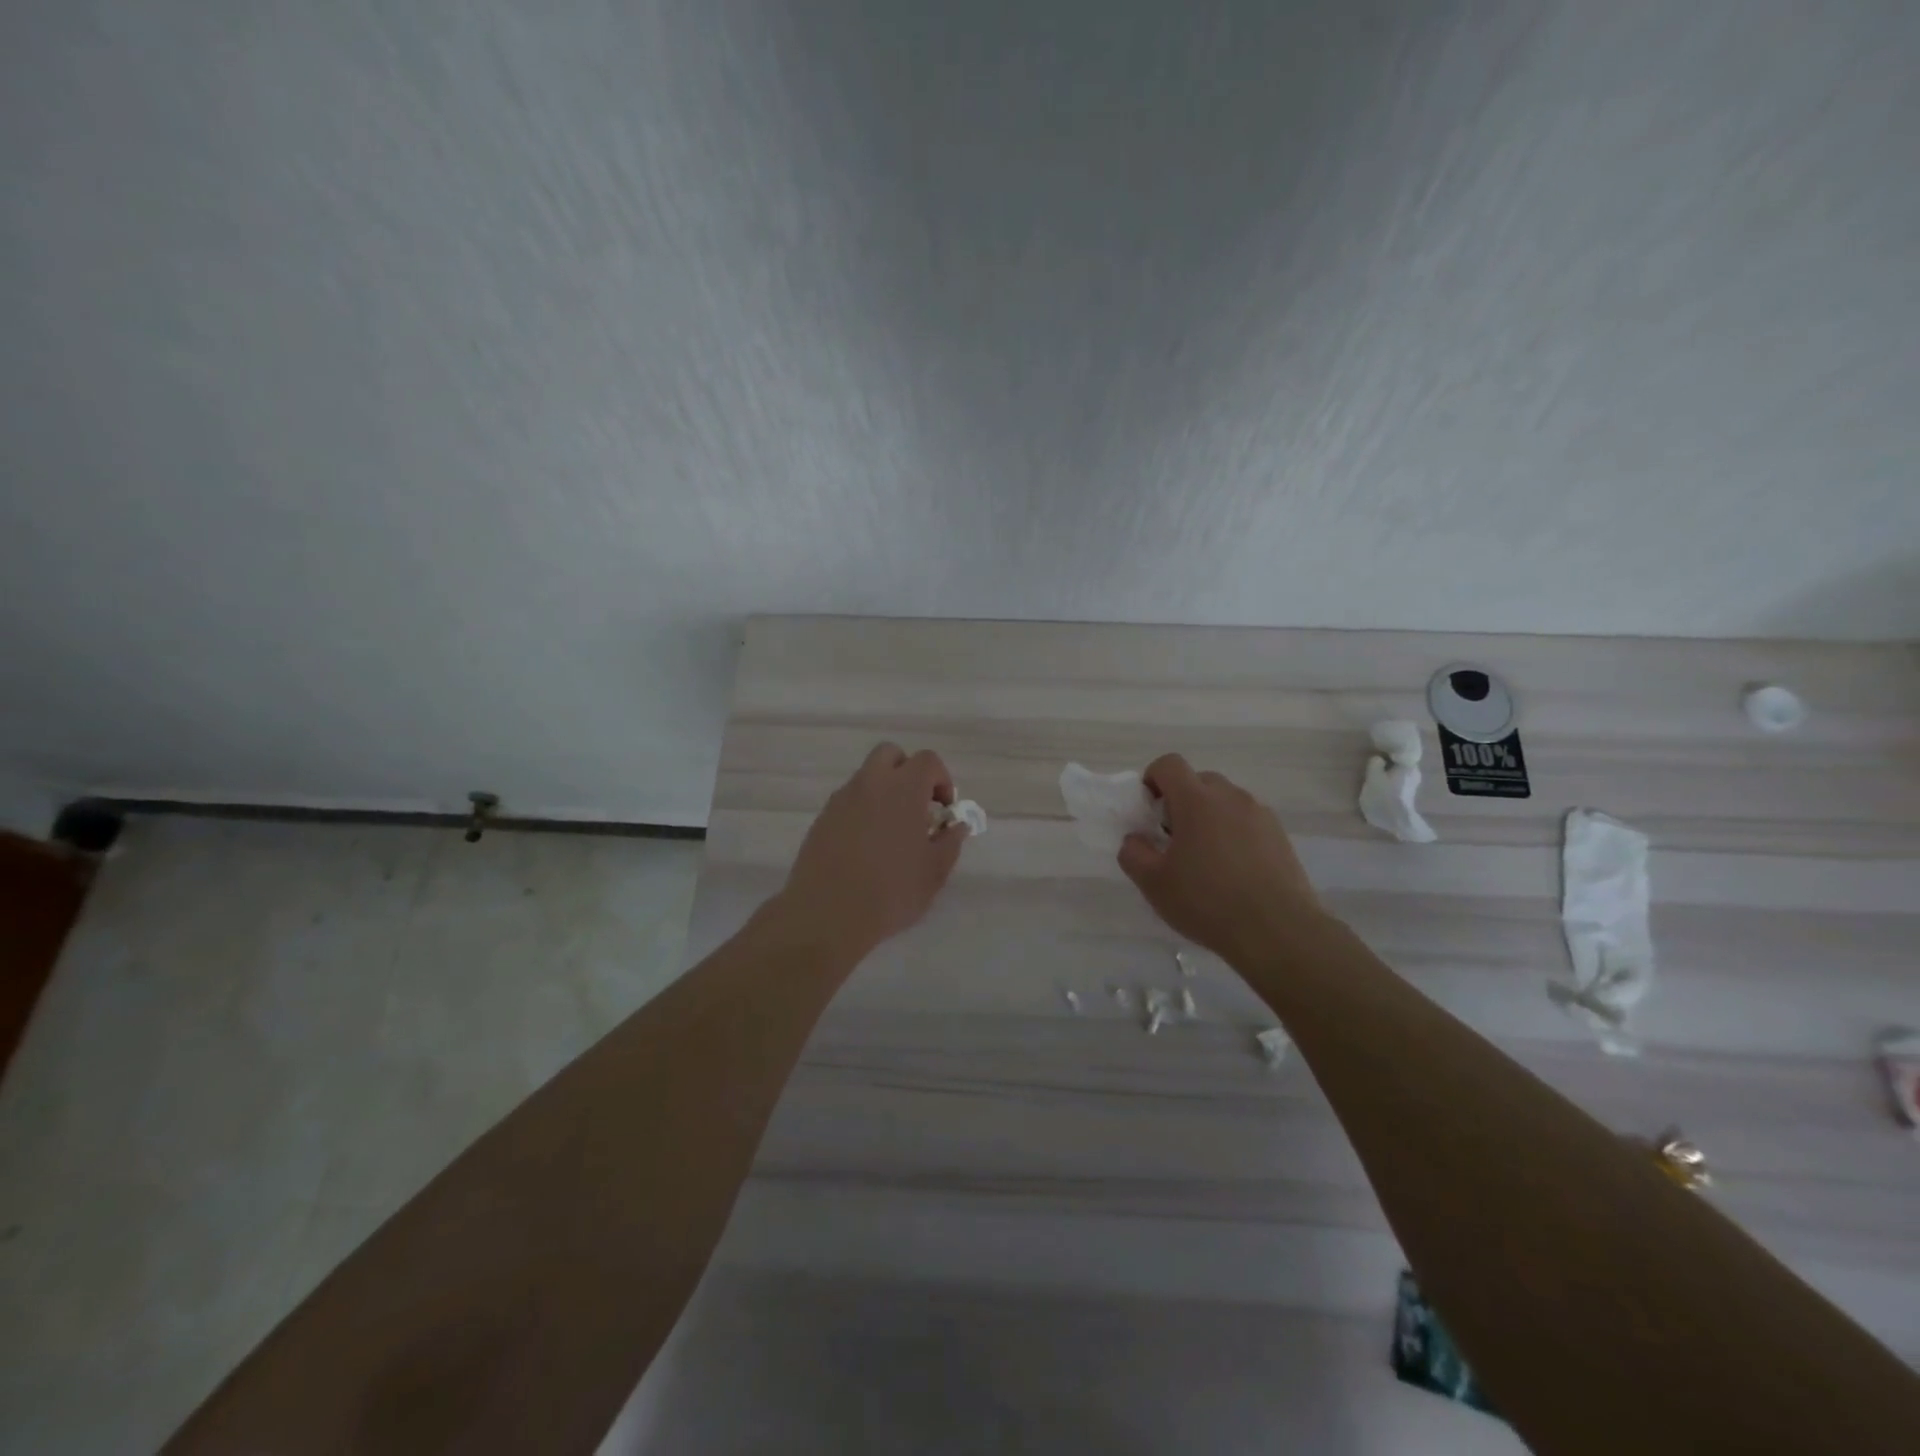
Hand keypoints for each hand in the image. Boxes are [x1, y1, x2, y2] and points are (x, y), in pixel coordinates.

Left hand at [772, 742, 967, 963]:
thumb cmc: (891, 891)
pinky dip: (863, 810)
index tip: (944, 809)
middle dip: (908, 772)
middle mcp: (870, 784)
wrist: (827, 914)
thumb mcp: (934, 872)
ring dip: (884, 792)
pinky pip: (848, 801)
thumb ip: (950, 842)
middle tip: (917, 808)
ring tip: (892, 832)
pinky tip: (866, 846)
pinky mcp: (822, 819)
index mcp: (903, 789)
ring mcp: (841, 800)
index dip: (941, 779)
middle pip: (890, 754)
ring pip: (867, 777)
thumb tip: (956, 825)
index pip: (927, 760)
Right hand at [1117, 754, 1326, 964]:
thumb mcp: (1154, 883)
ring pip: (1225, 802)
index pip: (1169, 765)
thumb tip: (1135, 839)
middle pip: (1199, 781)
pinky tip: (1233, 872)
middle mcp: (1230, 797)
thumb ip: (1133, 853)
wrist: (1278, 931)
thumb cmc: (1207, 902)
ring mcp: (1260, 815)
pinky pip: (1248, 821)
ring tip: (1205, 860)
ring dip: (1209, 818)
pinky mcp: (1280, 836)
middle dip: (1181, 801)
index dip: (1152, 779)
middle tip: (1173, 839)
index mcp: (1196, 800)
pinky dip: (1234, 834)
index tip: (1148, 811)